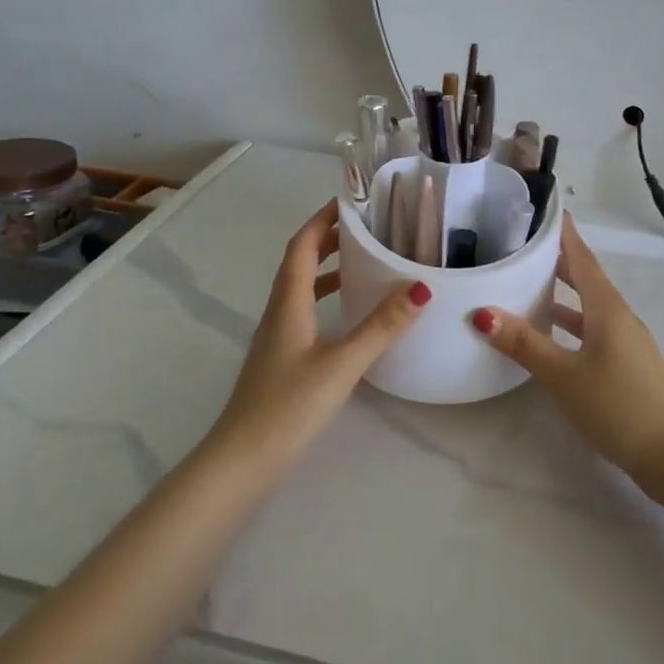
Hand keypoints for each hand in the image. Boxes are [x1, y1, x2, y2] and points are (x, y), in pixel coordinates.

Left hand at [208, 200, 430, 468]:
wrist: (242, 462)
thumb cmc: (288, 406)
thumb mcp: (342, 364)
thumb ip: (381, 326)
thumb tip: (421, 286)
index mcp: (288, 303)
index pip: (301, 246)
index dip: (322, 220)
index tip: (351, 201)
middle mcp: (279, 312)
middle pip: (300, 263)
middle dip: (330, 239)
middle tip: (368, 228)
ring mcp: (278, 337)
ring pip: (302, 289)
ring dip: (329, 269)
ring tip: (366, 263)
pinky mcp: (283, 359)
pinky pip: (306, 312)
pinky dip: (327, 299)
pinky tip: (350, 316)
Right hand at [472, 217, 663, 478]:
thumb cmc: (617, 406)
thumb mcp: (564, 375)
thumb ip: (525, 344)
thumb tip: (483, 312)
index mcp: (607, 308)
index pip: (582, 258)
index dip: (564, 234)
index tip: (546, 210)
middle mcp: (619, 316)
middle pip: (587, 278)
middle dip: (559, 260)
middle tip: (526, 243)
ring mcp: (627, 340)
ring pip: (590, 306)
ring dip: (564, 293)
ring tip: (531, 284)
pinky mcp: (628, 363)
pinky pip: (595, 328)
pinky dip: (572, 322)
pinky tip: (554, 335)